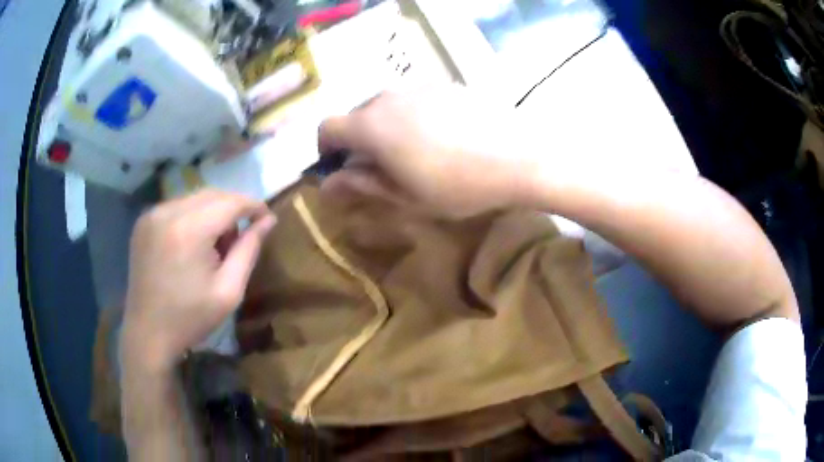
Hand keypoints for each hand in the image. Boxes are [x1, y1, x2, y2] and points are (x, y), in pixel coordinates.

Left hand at [121, 190, 275, 374]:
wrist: (148, 333)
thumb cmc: (191, 318)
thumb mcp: (229, 291)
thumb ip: (249, 250)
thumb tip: (268, 221)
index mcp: (190, 229)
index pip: (231, 202)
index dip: (253, 205)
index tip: (266, 218)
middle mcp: (168, 211)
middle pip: (212, 194)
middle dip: (232, 209)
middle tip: (240, 237)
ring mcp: (152, 214)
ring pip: (194, 198)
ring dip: (211, 212)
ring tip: (214, 245)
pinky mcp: (143, 222)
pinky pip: (176, 207)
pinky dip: (191, 217)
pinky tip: (191, 244)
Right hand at [318, 85, 535, 217]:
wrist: (518, 157)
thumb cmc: (458, 185)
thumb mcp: (405, 196)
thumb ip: (361, 185)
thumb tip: (327, 185)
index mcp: (371, 125)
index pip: (328, 127)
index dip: (326, 149)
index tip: (339, 167)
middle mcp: (388, 97)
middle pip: (357, 115)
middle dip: (357, 140)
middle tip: (380, 166)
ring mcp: (418, 87)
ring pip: (386, 105)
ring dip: (385, 126)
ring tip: (413, 152)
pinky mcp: (445, 84)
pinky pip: (413, 98)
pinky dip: (411, 115)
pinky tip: (440, 136)